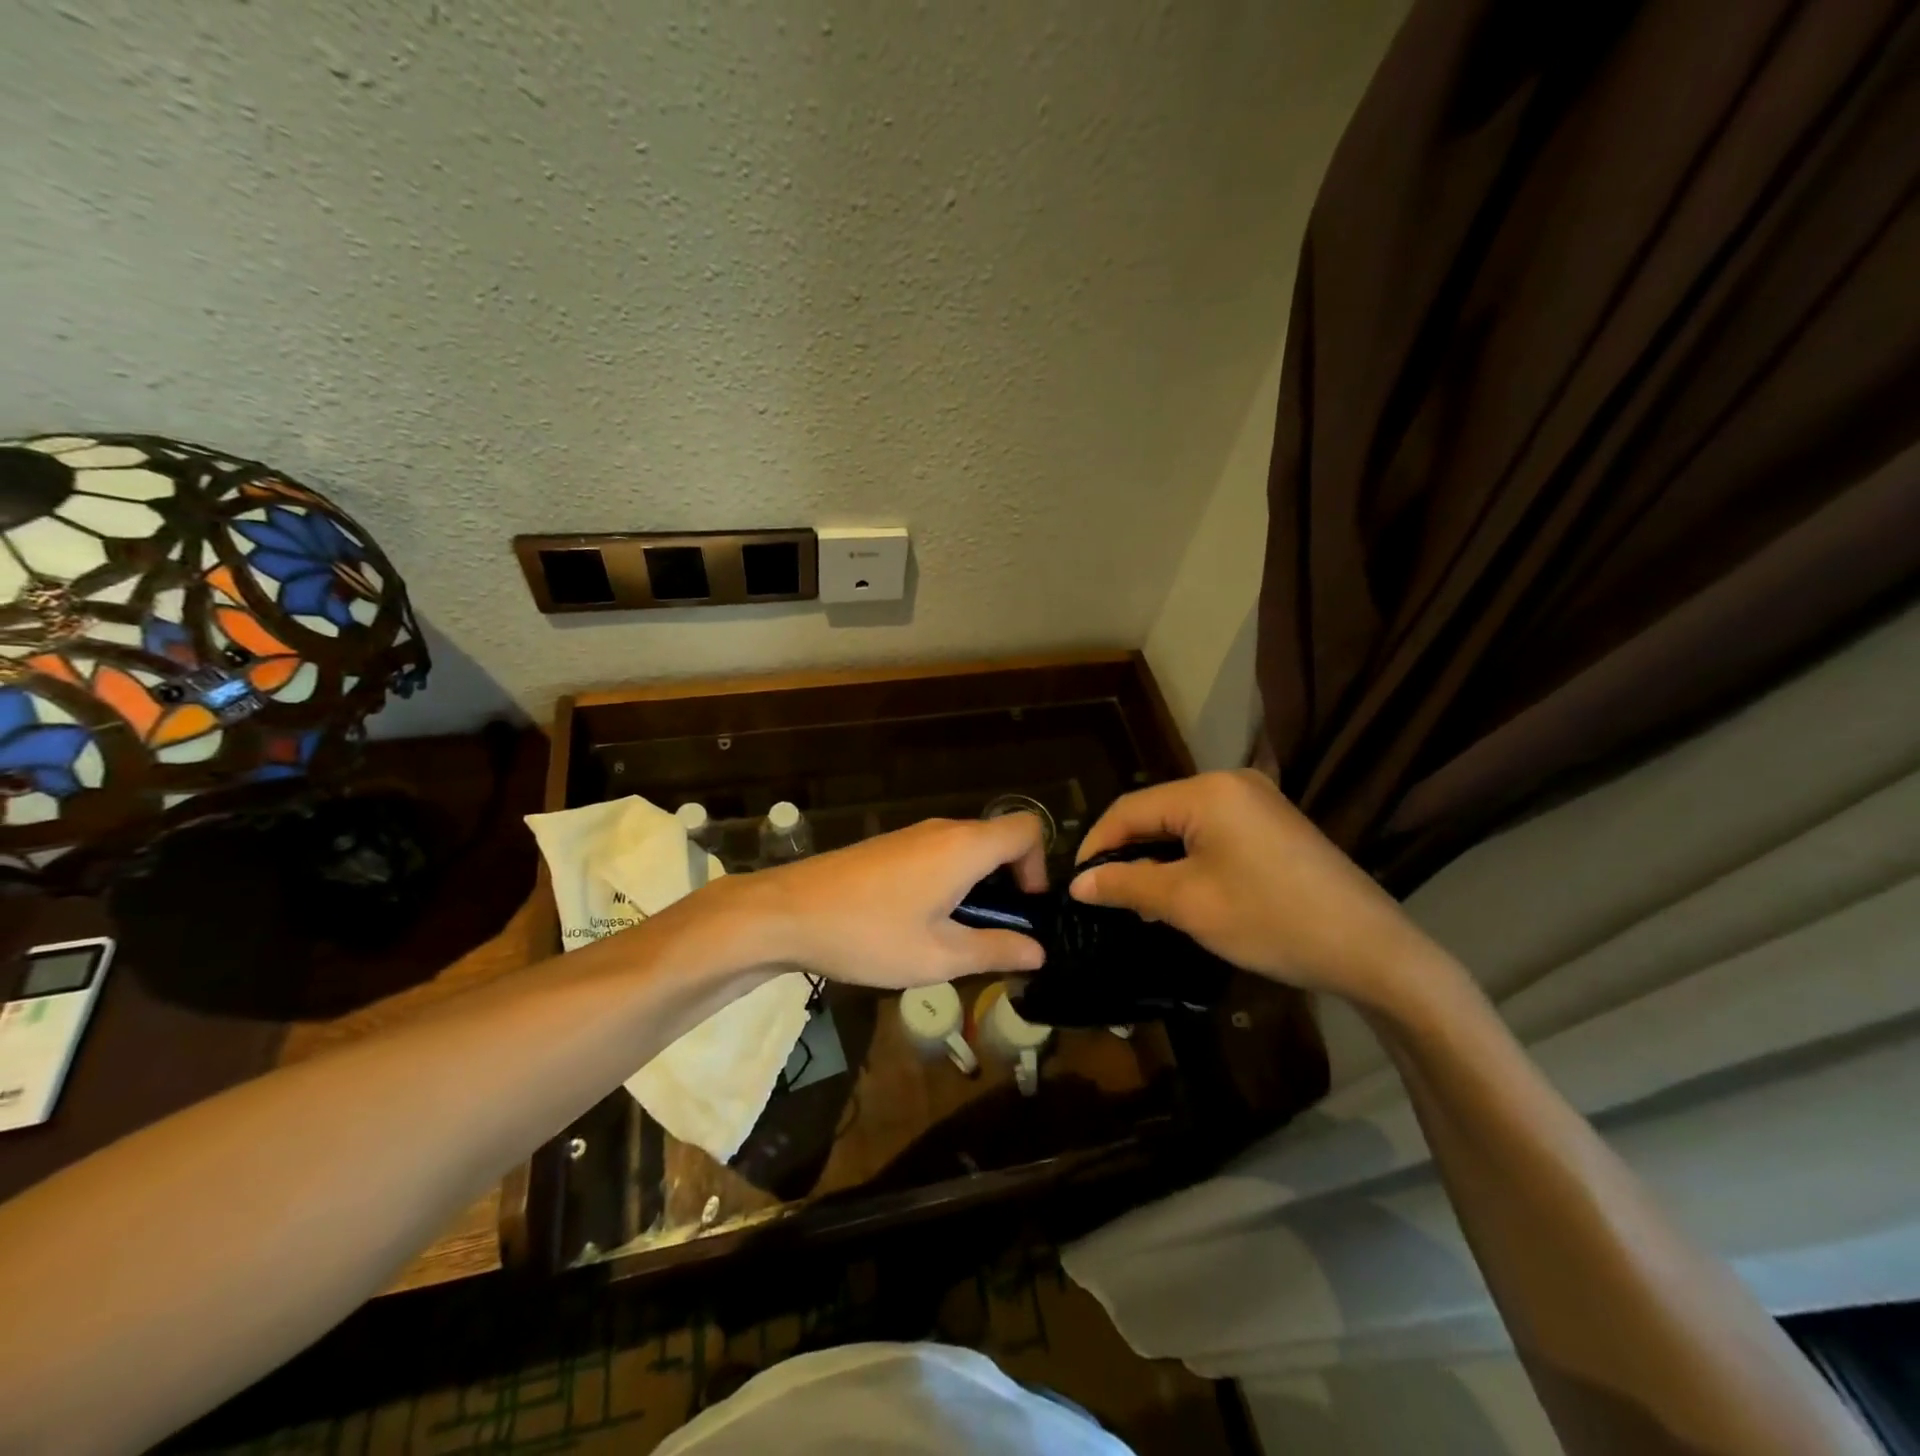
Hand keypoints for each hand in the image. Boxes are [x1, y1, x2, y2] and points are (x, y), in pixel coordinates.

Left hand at [736, 814, 1048, 988]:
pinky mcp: (890, 847)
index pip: (1027, 830)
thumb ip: (995, 950)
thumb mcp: (938, 956)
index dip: (1039, 867)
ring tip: (956, 936)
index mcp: (964, 847)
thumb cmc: (868, 934)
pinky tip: (921, 923)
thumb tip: (1038, 951)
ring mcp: (913, 835)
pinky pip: (939, 854)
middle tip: (994, 934)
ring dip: (977, 886)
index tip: (1023, 910)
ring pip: (967, 849)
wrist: (785, 913)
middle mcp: (943, 830)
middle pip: (998, 840)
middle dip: (1009, 883)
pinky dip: (949, 881)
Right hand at [1068, 770, 1441, 1005]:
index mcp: (1207, 792)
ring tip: (1140, 902)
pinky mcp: (1274, 824)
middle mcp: (1231, 783)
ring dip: (1157, 859)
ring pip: (1184, 825)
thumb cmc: (1271, 920)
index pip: (1129, 810)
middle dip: (1127, 854)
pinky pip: (1213, 833)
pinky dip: (1189, 859)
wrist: (1372, 950)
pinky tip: (1183, 893)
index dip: (1096, 846)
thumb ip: (1127, 885)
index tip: (1077, 885)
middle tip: (1107, 897)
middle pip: (1156, 813)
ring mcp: (1258, 801)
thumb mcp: (1188, 905)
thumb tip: (1078, 883)